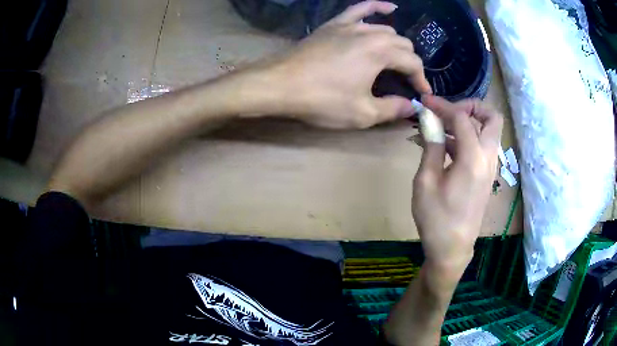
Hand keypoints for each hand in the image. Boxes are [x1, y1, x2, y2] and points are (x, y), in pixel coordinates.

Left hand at [268, 1, 430, 128]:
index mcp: (381, 53)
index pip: (413, 63)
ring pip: (385, 29)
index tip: (421, 95)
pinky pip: (359, 9)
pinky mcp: (334, 24)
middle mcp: (370, 33)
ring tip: (395, 60)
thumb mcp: (362, 113)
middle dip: (409, 63)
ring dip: (396, 44)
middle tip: (405, 81)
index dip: (421, 80)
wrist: (280, 84)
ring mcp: (350, 25)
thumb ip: (392, 109)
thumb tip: (412, 106)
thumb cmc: (321, 99)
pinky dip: (377, 7)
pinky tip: (390, 8)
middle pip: (402, 44)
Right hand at [412, 95, 502, 276]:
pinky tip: (447, 148)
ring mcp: (490, 168)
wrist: (452, 249)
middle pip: (492, 118)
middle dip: (471, 107)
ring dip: (469, 123)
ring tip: (442, 130)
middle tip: (448, 113)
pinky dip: (469, 138)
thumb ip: (431, 146)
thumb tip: (429, 119)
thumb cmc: (436, 218)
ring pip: (489, 131)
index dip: (443, 106)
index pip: (462, 118)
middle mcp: (488, 158)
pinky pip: (483, 146)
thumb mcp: (426, 181)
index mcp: (473, 158)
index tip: (425, 103)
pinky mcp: (487, 176)